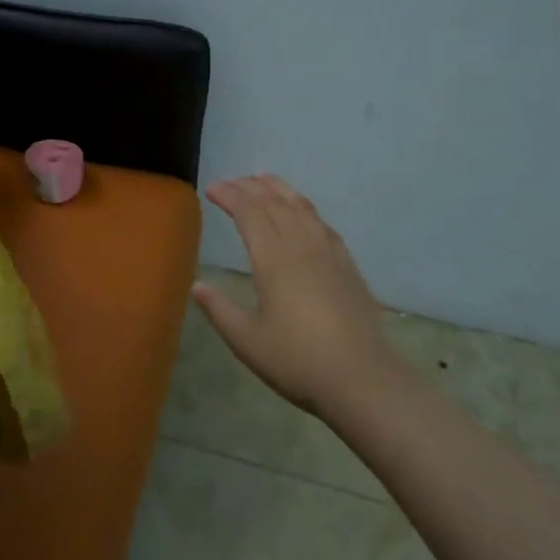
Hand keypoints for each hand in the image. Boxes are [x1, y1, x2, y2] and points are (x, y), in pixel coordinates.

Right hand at [192, 175, 387, 416]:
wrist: (362, 380)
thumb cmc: (298, 361)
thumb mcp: (247, 340)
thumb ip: (219, 309)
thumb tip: (196, 285)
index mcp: (273, 260)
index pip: (249, 213)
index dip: (230, 196)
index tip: (212, 189)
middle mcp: (301, 246)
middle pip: (274, 203)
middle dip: (249, 187)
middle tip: (231, 182)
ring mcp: (328, 253)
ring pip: (301, 207)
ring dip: (279, 189)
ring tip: (263, 179)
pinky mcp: (347, 265)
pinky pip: (322, 223)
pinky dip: (305, 208)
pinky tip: (302, 211)